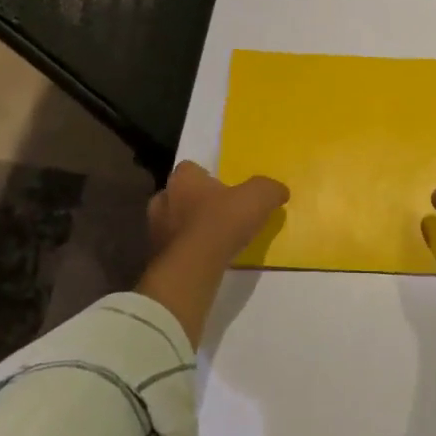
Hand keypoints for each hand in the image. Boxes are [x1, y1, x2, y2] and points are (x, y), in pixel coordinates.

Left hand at [147, 161, 288, 266]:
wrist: (194, 267)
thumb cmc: (223, 221)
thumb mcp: (259, 197)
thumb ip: (269, 189)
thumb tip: (279, 191)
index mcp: (184, 178)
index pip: (190, 168)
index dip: (206, 177)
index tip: (223, 188)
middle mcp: (163, 198)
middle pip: (178, 195)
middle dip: (193, 202)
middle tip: (217, 213)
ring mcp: (155, 229)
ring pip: (172, 222)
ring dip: (187, 228)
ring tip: (211, 240)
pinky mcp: (156, 256)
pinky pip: (173, 248)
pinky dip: (185, 251)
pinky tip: (203, 259)